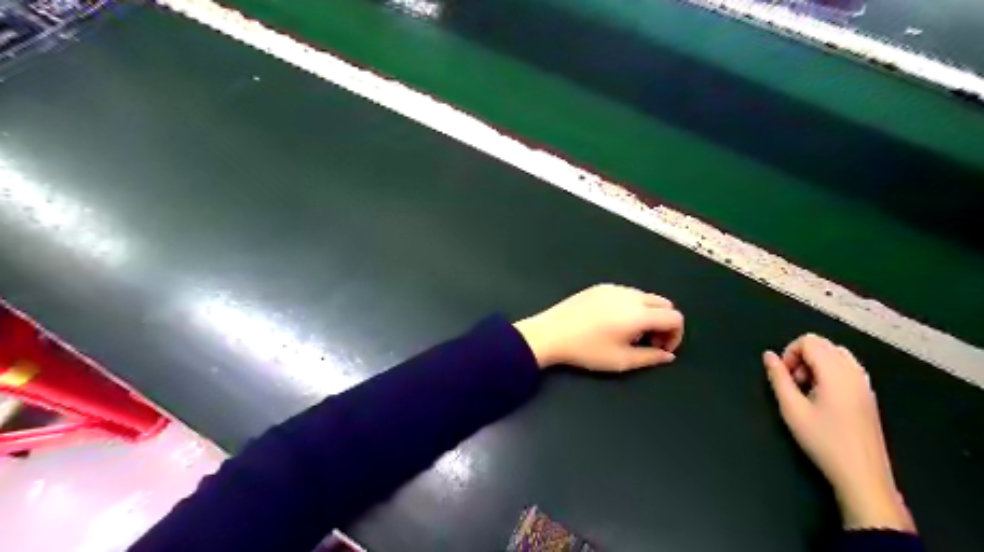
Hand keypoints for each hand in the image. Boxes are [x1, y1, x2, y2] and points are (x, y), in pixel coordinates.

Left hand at [515, 285, 686, 369]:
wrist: (550, 334)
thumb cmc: (587, 350)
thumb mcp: (621, 361)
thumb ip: (651, 357)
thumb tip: (668, 355)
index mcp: (639, 313)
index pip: (675, 317)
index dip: (675, 335)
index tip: (660, 349)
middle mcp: (631, 295)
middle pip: (664, 304)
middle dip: (664, 323)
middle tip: (648, 341)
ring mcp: (614, 288)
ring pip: (646, 297)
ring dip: (648, 314)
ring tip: (630, 333)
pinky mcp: (600, 286)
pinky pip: (627, 293)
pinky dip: (632, 306)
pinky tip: (613, 321)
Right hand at [760, 335, 915, 532]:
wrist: (862, 474)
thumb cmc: (823, 440)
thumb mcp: (791, 409)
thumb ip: (778, 378)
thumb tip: (768, 356)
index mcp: (835, 372)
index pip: (809, 341)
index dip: (790, 352)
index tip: (784, 376)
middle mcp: (854, 372)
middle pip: (823, 344)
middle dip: (802, 356)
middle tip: (793, 382)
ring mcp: (864, 383)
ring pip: (836, 354)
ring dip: (816, 363)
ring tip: (807, 389)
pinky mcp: (868, 395)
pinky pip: (846, 368)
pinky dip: (829, 372)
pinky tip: (822, 397)